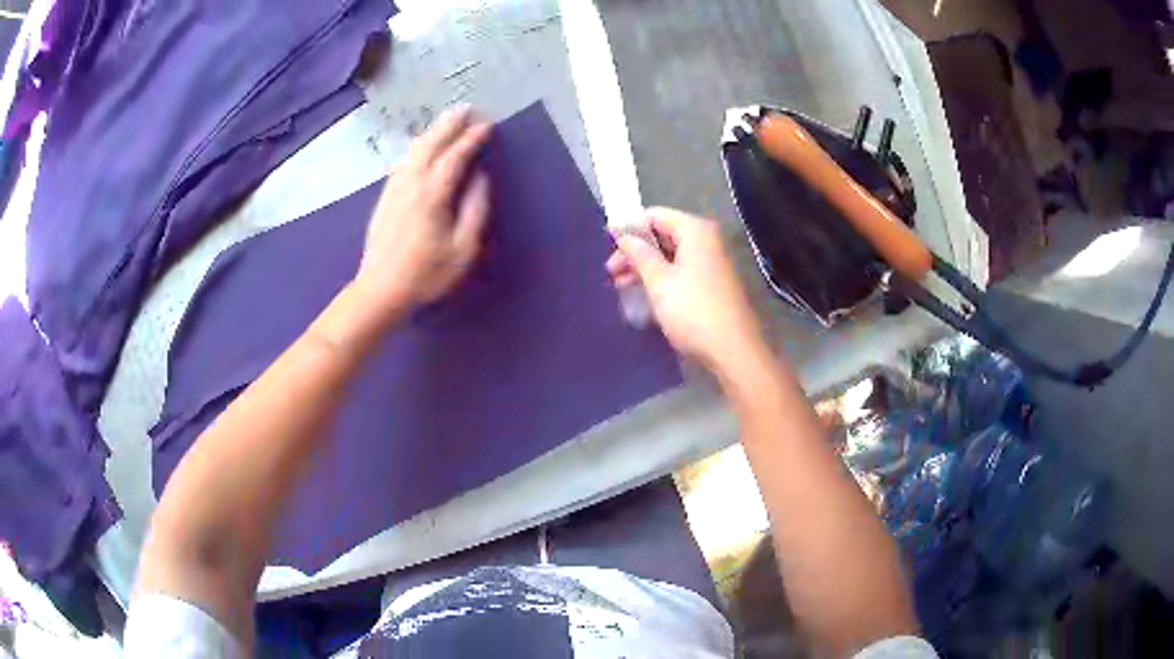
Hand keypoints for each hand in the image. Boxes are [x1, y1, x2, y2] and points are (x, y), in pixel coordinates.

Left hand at [355, 105, 492, 313]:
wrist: (380, 290)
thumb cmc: (426, 274)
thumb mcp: (463, 249)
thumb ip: (475, 210)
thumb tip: (480, 178)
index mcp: (432, 195)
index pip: (454, 157)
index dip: (471, 139)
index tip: (487, 125)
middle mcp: (411, 184)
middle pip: (430, 145)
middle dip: (449, 125)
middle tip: (466, 108)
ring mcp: (394, 189)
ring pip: (414, 150)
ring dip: (432, 132)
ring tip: (446, 120)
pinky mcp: (385, 198)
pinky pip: (402, 162)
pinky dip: (416, 148)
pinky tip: (420, 147)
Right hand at [607, 208, 769, 380]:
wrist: (732, 351)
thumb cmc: (693, 311)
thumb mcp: (659, 282)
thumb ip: (639, 255)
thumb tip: (623, 236)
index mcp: (696, 231)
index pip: (655, 216)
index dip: (629, 228)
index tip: (607, 245)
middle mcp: (706, 241)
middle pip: (663, 235)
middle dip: (635, 252)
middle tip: (610, 273)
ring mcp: (712, 263)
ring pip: (671, 256)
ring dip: (645, 268)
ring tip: (620, 286)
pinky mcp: (712, 284)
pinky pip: (681, 272)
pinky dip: (661, 279)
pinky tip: (643, 294)